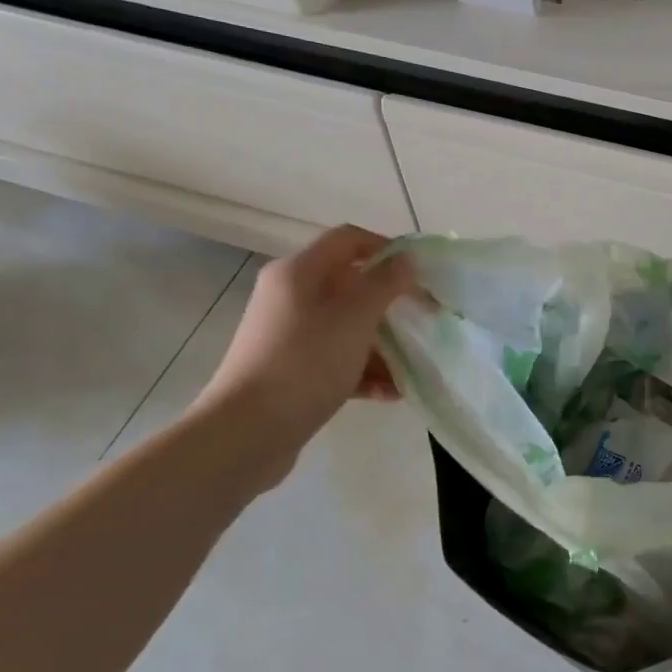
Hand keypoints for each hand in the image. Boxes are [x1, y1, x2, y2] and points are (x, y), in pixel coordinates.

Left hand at [191, 226, 414, 485]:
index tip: (419, 273)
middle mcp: (291, 297)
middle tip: (424, 319)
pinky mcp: (293, 371)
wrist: (247, 433)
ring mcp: (290, 336)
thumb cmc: (305, 363)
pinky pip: (337, 360)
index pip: (348, 239)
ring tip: (414, 365)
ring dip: (383, 343)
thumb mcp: (355, 319)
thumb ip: (385, 284)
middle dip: (390, 303)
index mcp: (299, 273)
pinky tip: (392, 393)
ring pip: (347, 327)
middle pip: (350, 286)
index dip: (387, 248)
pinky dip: (364, 371)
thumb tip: (406, 259)